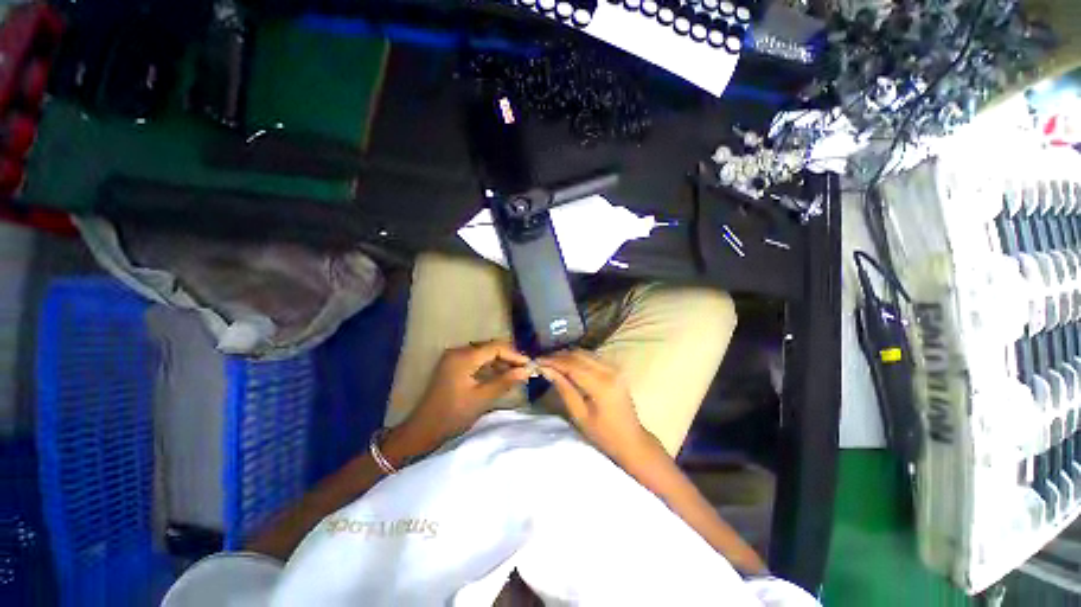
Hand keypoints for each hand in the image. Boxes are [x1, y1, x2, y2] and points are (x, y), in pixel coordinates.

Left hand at [401, 340, 531, 447]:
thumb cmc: (453, 414)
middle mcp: (458, 351)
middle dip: (509, 357)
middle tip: (525, 369)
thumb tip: (527, 371)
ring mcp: (454, 358)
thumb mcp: (482, 398)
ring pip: (484, 354)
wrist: (423, 429)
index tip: (529, 365)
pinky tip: (500, 376)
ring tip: (516, 373)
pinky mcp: (453, 366)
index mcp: (464, 357)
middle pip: (490, 348)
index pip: (495, 347)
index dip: (514, 355)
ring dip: (500, 362)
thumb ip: (505, 381)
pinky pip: (476, 360)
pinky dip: (490, 366)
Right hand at [537, 350, 652, 462]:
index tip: (536, 361)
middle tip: (541, 361)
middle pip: (578, 355)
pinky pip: (592, 357)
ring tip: (550, 361)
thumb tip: (546, 370)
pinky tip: (566, 363)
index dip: (552, 361)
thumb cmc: (603, 434)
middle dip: (558, 356)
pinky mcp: (614, 369)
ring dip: (567, 355)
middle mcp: (609, 370)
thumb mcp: (579, 414)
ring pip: (585, 353)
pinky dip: (577, 357)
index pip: (571, 365)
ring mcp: (614, 368)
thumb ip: (564, 388)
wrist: (631, 440)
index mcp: (600, 384)